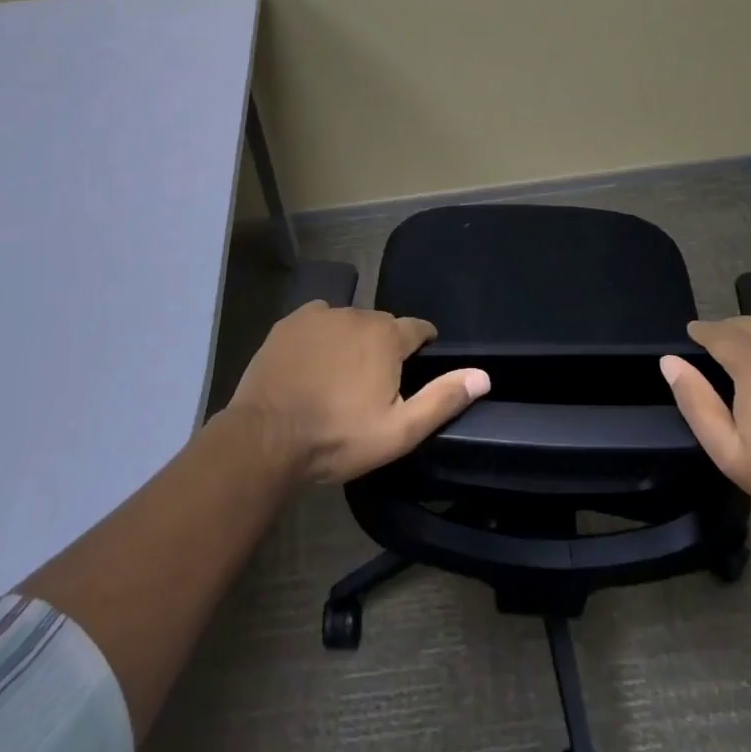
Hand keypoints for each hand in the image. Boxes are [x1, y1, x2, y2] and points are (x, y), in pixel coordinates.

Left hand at [225, 301, 490, 483]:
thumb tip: (483, 376)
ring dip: (351, 341)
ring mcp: (318, 315)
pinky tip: (312, 365)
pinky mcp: (288, 323)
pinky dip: (320, 338)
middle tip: (374, 384)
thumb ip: (442, 399)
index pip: (418, 328)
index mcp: (387, 336)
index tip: (419, 363)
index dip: (423, 344)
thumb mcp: (399, 431)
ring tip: (340, 377)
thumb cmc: (338, 436)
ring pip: (347, 323)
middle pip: (381, 326)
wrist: (267, 437)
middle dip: (384, 347)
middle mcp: (356, 314)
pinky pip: (316, 323)